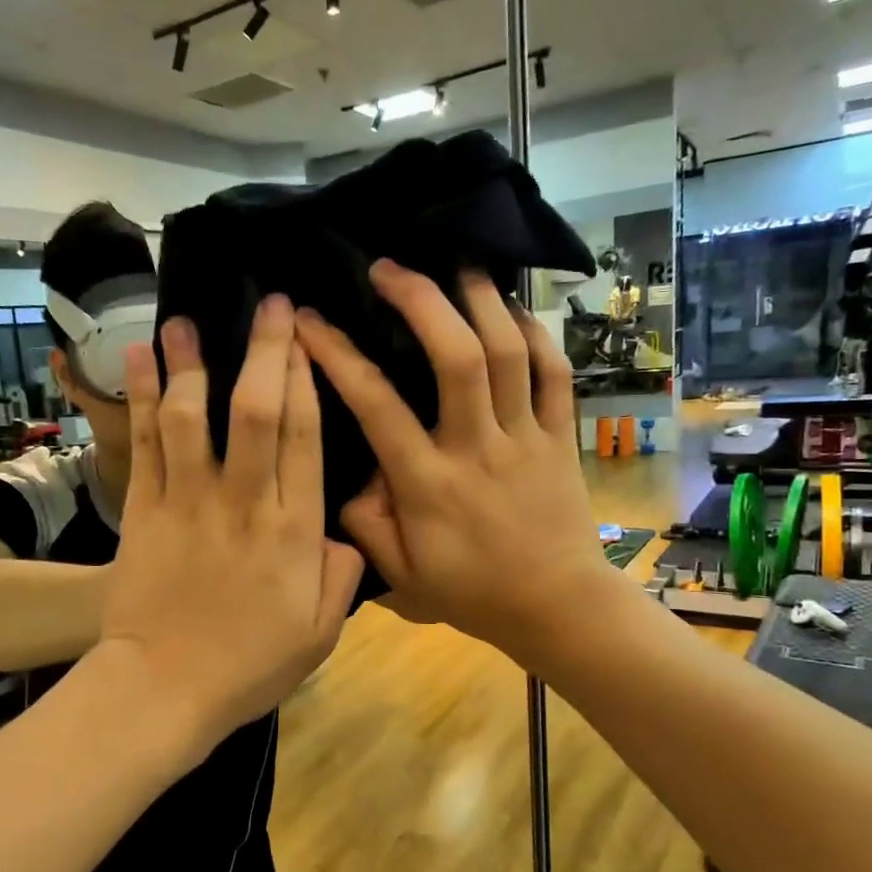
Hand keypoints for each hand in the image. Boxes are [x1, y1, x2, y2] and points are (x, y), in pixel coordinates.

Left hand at [100, 296, 364, 749]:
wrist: (163, 689)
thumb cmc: (248, 665)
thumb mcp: (320, 632)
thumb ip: (341, 573)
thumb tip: (345, 529)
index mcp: (293, 531)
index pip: (305, 438)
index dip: (308, 380)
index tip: (309, 338)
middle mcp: (243, 502)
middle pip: (256, 412)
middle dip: (266, 351)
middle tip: (271, 306)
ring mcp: (188, 501)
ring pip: (193, 416)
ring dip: (191, 362)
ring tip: (188, 319)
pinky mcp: (144, 510)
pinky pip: (145, 443)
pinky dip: (143, 397)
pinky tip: (140, 356)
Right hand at [296, 261, 616, 670]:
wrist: (558, 607)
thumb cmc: (474, 593)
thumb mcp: (402, 575)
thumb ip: (366, 525)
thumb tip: (351, 476)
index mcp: (429, 483)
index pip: (376, 405)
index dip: (338, 355)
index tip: (311, 320)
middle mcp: (476, 447)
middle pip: (454, 357)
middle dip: (420, 300)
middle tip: (389, 268)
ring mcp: (525, 437)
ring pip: (509, 353)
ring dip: (481, 300)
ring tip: (456, 263)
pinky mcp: (561, 437)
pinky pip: (555, 374)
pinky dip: (537, 334)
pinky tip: (513, 310)